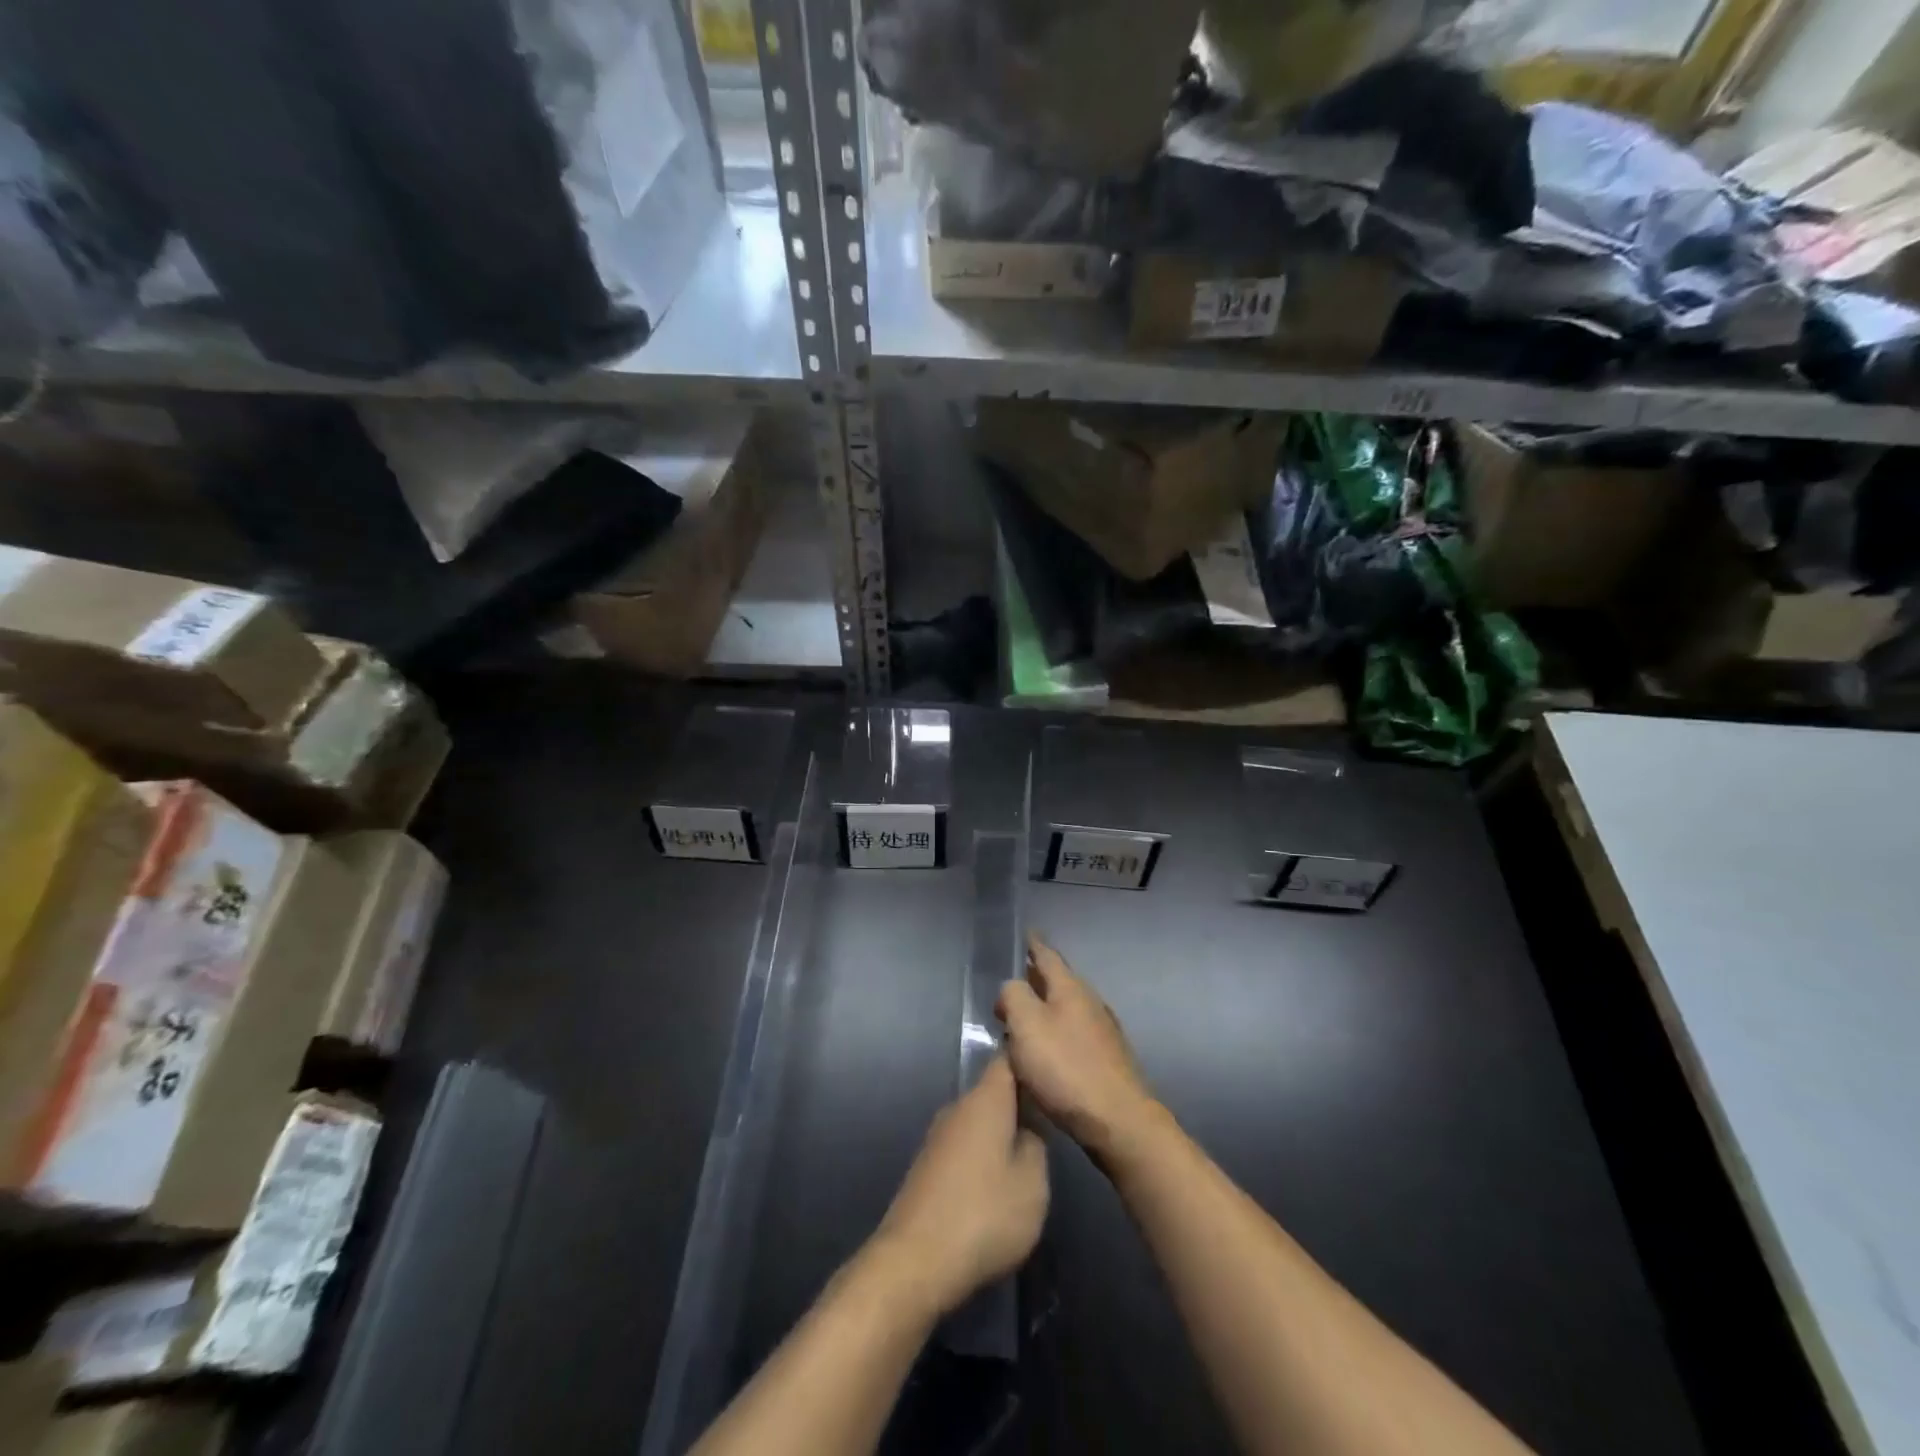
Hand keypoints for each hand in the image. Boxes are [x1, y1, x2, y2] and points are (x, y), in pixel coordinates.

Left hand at [871, 1058, 1048, 1318]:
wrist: (916, 1260)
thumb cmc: (984, 1214)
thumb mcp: (1033, 1183)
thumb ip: (1037, 1146)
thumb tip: (1027, 1131)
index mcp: (985, 1100)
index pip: (1007, 1060)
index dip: (1028, 1062)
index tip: (1051, 1075)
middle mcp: (957, 1108)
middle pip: (992, 1092)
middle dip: (1018, 1105)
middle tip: (1048, 1126)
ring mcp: (938, 1137)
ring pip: (977, 1123)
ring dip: (999, 1136)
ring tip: (1025, 1161)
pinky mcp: (926, 1167)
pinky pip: (963, 1149)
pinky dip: (980, 1160)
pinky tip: (993, 1188)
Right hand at [997, 934, 1162, 1164]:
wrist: (1119, 1121)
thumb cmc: (1067, 1068)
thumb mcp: (1026, 1025)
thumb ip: (1014, 997)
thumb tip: (1012, 989)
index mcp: (1070, 988)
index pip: (1048, 956)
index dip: (1034, 945)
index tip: (1026, 934)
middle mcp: (1090, 1002)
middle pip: (1059, 982)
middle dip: (1036, 979)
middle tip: (1013, 982)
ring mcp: (1103, 1031)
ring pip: (1067, 1008)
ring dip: (1045, 1008)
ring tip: (1023, 1018)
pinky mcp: (1108, 1059)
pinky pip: (1074, 1033)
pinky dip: (1057, 1032)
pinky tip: (1047, 1050)